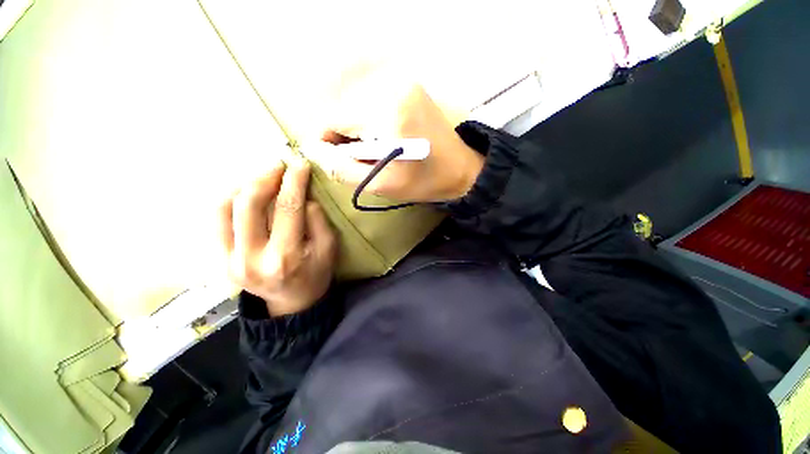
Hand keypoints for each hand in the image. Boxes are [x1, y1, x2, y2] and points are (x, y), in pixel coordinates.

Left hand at [219, 158, 336, 315]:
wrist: (290, 302)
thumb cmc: (315, 274)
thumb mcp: (328, 249)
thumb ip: (318, 221)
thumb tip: (303, 196)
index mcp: (285, 256)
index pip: (287, 208)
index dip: (294, 181)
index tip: (300, 163)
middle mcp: (251, 258)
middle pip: (248, 204)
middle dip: (265, 177)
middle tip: (279, 166)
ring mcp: (228, 260)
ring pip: (223, 208)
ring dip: (242, 185)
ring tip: (262, 178)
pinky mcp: (218, 259)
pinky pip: (215, 220)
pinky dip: (228, 200)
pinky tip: (245, 194)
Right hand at [306, 71, 483, 201]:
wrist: (460, 168)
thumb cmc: (424, 181)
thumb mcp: (381, 184)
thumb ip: (342, 168)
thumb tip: (313, 149)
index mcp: (386, 111)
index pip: (331, 117)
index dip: (328, 142)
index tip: (342, 162)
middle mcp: (391, 86)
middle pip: (342, 109)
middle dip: (344, 137)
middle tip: (365, 159)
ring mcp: (401, 82)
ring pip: (354, 105)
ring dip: (357, 130)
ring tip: (377, 151)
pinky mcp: (406, 86)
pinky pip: (371, 102)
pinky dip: (369, 121)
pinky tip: (385, 138)